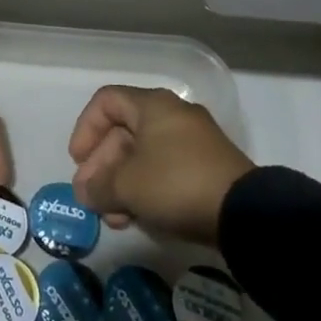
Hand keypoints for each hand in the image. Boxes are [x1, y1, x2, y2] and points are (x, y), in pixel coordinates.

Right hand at [69, 86, 252, 245]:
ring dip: (122, 184)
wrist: (243, 213)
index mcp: (152, 105)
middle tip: (90, 198)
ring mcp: (193, 142)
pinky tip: (136, 219)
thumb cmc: (175, 183)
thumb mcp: (127, 186)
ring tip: (112, 217)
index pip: (106, 102)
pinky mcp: (208, 169)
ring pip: (144, 156)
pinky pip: (165, 171)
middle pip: (124, 132)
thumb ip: (98, 187)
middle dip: (102, 166)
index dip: (86, 129)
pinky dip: (146, 190)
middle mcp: (172, 115)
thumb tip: (86, 193)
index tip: (77, 161)